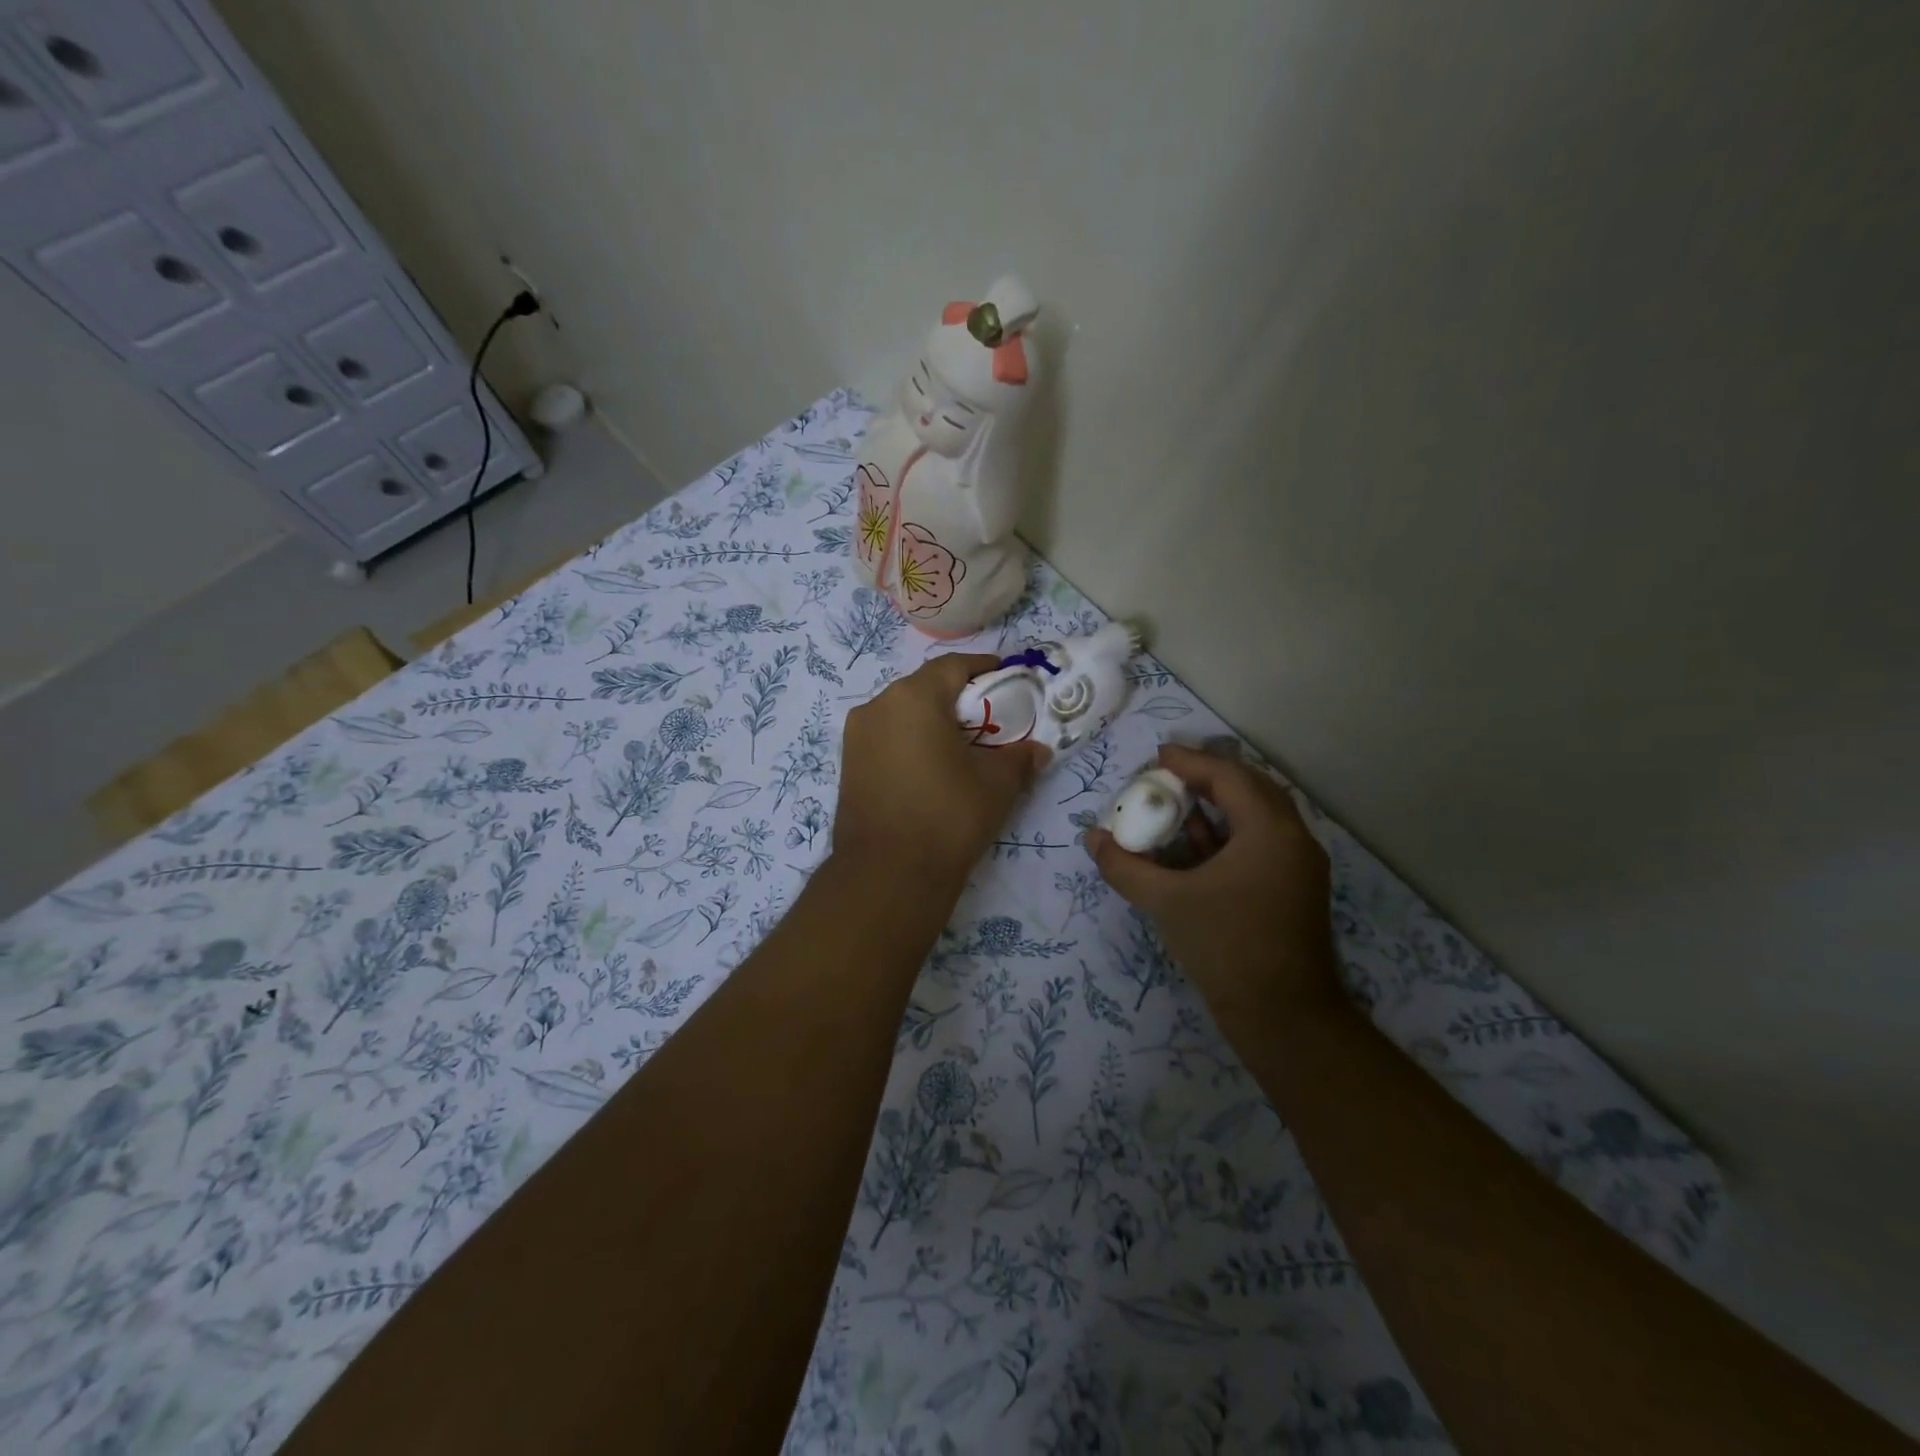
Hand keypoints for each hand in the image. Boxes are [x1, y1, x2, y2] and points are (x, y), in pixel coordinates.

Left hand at [833, 654, 1048, 883]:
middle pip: (925, 688)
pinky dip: (910, 742)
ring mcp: (856, 736)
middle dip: (958, 699)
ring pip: (902, 714)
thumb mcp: (997, 783)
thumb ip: (1019, 757)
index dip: (984, 669)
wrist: (888, 873)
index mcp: (914, 697)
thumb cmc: (948, 814)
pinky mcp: (848, 764)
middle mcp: (878, 705)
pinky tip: (931, 769)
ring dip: (932, 722)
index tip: (1008, 680)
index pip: (954, 666)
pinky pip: (886, 738)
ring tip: (960, 748)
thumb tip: (1036, 751)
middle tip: (989, 720)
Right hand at [1087, 744, 1339, 1013]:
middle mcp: (1293, 839)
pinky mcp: (1295, 890)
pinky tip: (1196, 845)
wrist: (1284, 1018)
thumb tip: (1091, 838)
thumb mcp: (1166, 902)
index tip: (1157, 756)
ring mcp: (1299, 866)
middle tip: (1168, 776)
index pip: (1229, 777)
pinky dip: (1229, 835)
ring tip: (1177, 804)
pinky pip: (1261, 843)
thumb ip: (1125, 866)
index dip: (1190, 762)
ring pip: (1258, 817)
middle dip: (1208, 778)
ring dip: (1220, 806)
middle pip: (1250, 789)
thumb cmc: (1226, 948)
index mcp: (1270, 831)